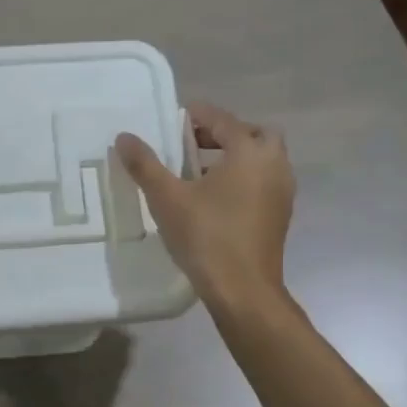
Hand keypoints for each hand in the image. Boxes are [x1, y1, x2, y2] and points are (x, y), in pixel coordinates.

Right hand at [115, 101, 294, 310]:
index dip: (197, 115)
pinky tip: (215, 198)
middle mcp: (274, 165)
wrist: (243, 291)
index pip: (223, 120)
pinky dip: (243, 178)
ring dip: (235, 156)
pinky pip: (263, 181)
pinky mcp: (280, 215)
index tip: (175, 118)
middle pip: (253, 134)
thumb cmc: (207, 237)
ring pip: (262, 159)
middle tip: (193, 143)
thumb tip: (124, 137)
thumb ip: (145, 164)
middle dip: (224, 133)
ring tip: (199, 171)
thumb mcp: (167, 198)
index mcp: (249, 152)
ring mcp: (282, 192)